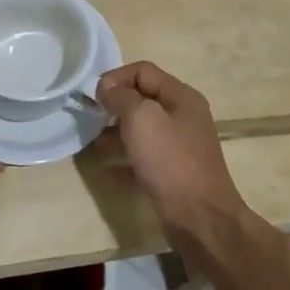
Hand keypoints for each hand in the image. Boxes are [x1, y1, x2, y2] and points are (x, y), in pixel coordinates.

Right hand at [95, 61, 247, 237]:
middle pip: (142, 98)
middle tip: (90, 117)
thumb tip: (107, 88)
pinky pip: (143, 156)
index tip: (93, 97)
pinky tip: (106, 169)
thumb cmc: (170, 160)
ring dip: (115, 131)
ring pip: (141, 128)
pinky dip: (124, 158)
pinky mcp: (173, 171)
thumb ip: (121, 96)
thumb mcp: (141, 118)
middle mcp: (183, 116)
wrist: (199, 217)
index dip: (115, 77)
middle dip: (114, 104)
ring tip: (93, 142)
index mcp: (181, 97)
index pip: (143, 71)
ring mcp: (179, 145)